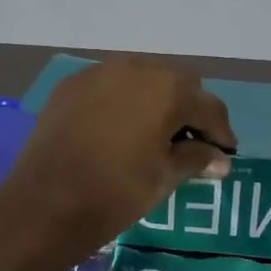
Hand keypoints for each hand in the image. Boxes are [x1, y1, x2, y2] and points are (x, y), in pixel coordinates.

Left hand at [0, 58, 236, 255]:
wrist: (45, 202)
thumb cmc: (116, 192)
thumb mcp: (164, 178)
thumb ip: (196, 159)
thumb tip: (221, 159)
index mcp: (168, 89)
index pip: (209, 107)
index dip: (221, 133)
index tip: (225, 154)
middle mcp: (137, 68)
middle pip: (177, 83)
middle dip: (189, 110)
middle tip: (191, 143)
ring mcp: (100, 72)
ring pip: (142, 79)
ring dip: (155, 101)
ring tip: (155, 134)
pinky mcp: (72, 85)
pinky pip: (110, 86)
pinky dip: (123, 102)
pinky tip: (119, 129)